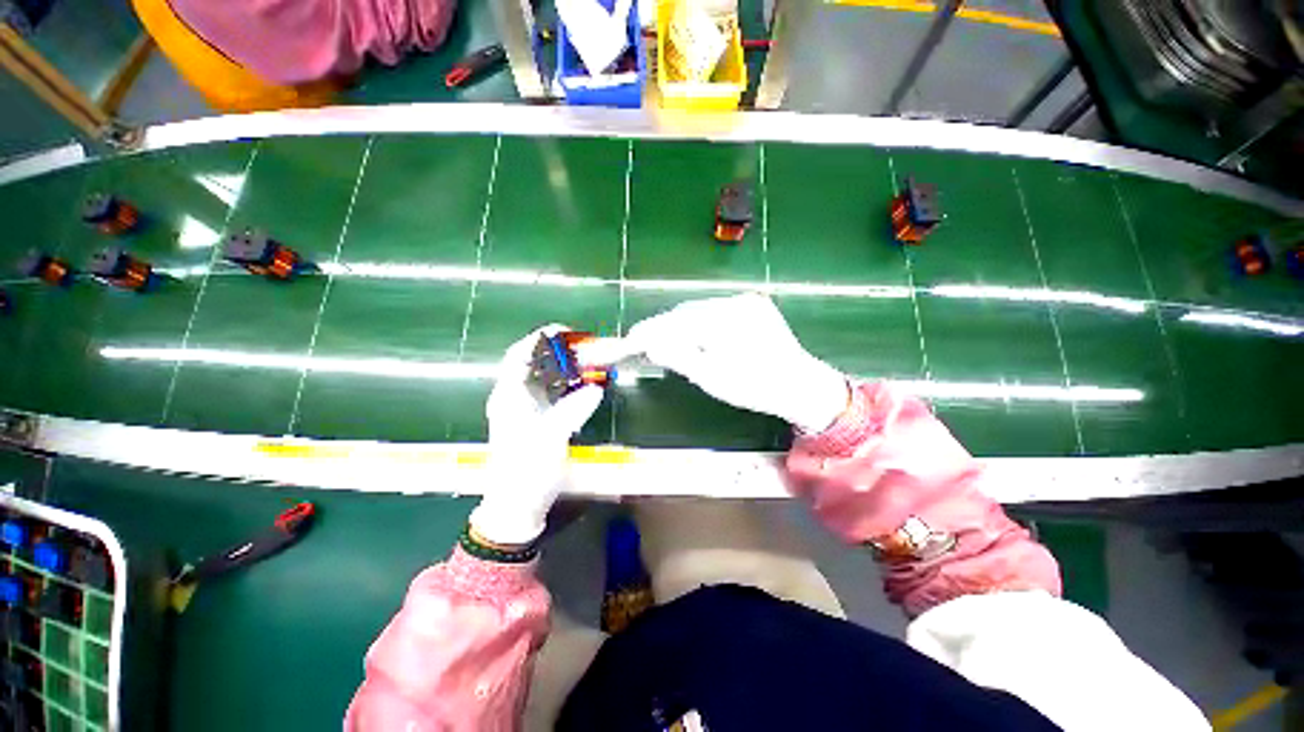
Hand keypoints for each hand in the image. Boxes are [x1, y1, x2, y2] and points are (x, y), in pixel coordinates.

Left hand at [468, 326, 603, 546]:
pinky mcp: (538, 418)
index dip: (541, 338)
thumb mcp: (550, 439)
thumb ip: (573, 410)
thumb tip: (595, 389)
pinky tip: (586, 386)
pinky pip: (555, 392)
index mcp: (510, 396)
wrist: (517, 505)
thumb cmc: (527, 471)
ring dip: (568, 368)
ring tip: (592, 364)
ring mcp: (527, 407)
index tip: (568, 332)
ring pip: (547, 376)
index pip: (520, 354)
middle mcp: (516, 396)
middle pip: (536, 362)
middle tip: (589, 350)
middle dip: (562, 352)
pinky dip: (570, 384)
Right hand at [623, 294, 849, 432]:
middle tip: (648, 344)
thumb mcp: (712, 379)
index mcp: (726, 322)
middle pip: (686, 313)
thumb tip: (651, 344)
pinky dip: (701, 322)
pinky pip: (716, 310)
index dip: (651, 331)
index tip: (631, 339)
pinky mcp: (752, 304)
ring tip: (672, 343)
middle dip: (665, 328)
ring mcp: (746, 300)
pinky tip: (698, 336)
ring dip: (683, 325)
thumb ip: (679, 358)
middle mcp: (735, 302)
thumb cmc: (755, 388)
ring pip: (700, 310)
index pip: (676, 323)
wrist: (799, 385)